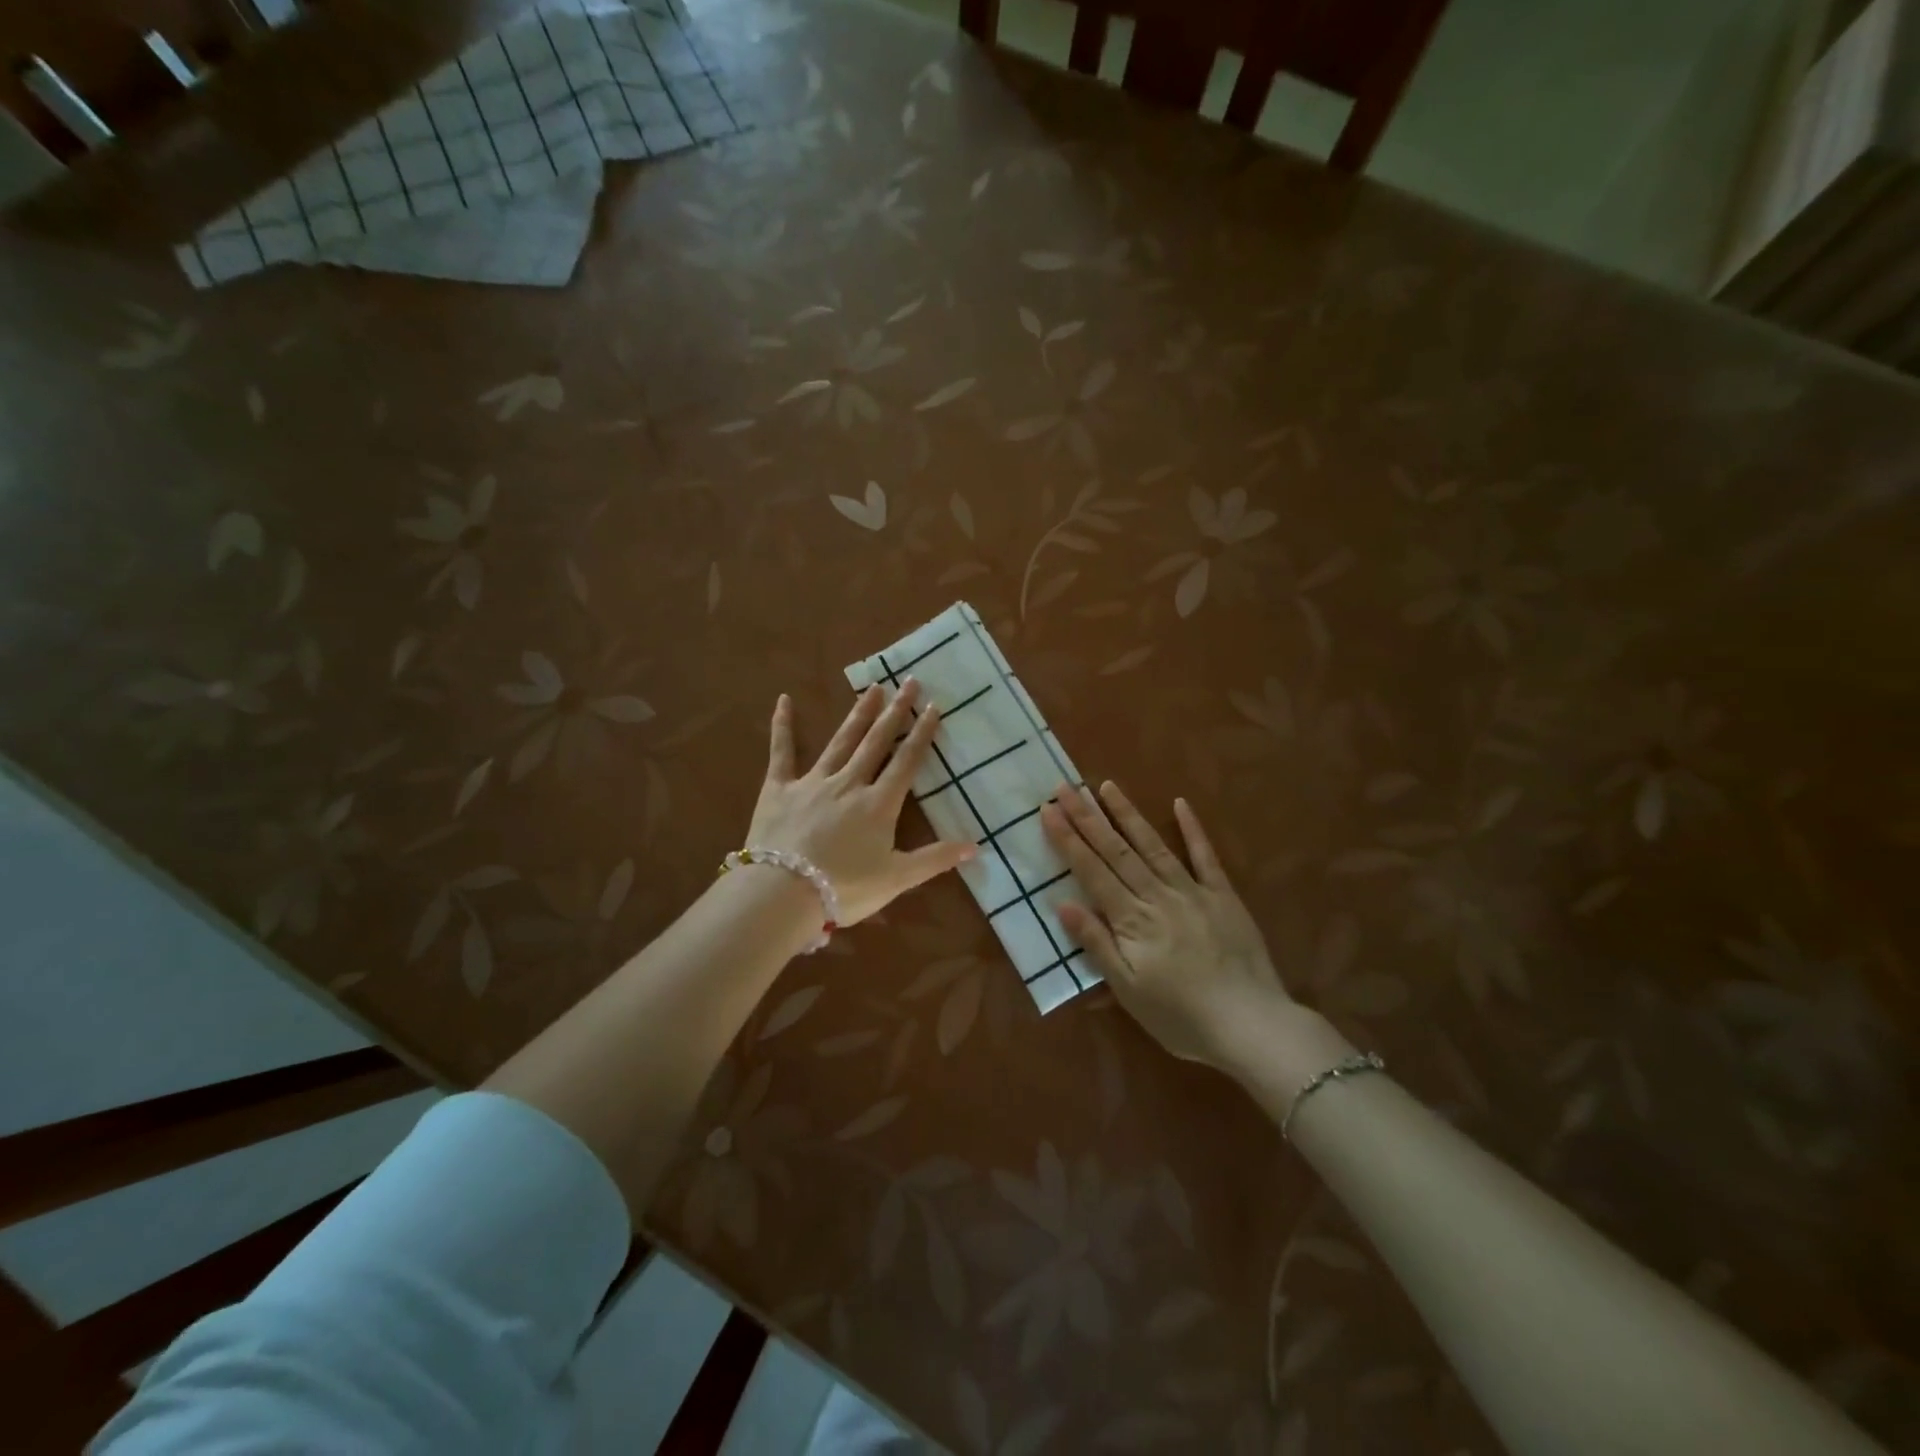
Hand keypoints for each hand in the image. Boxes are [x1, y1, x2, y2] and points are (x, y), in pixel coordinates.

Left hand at [746, 683, 975, 927]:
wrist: (782, 892)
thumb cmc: (843, 888)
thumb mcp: (897, 879)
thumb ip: (935, 859)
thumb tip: (977, 846)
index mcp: (879, 804)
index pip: (906, 762)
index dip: (922, 733)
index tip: (933, 706)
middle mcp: (850, 783)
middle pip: (877, 742)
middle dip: (895, 711)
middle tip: (909, 681)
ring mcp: (813, 782)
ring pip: (841, 741)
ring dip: (858, 713)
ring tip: (872, 687)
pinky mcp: (778, 788)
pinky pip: (782, 752)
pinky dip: (782, 727)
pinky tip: (784, 701)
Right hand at [1041, 782, 1296, 1072]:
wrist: (1251, 1026)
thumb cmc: (1180, 1017)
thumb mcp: (1128, 990)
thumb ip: (1096, 944)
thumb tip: (1063, 904)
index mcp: (1131, 920)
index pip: (1092, 871)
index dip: (1068, 840)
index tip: (1049, 810)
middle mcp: (1157, 895)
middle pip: (1116, 851)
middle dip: (1088, 818)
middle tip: (1066, 788)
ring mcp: (1192, 891)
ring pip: (1153, 845)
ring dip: (1128, 814)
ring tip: (1107, 787)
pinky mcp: (1223, 896)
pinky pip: (1205, 857)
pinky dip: (1192, 829)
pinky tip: (1179, 804)